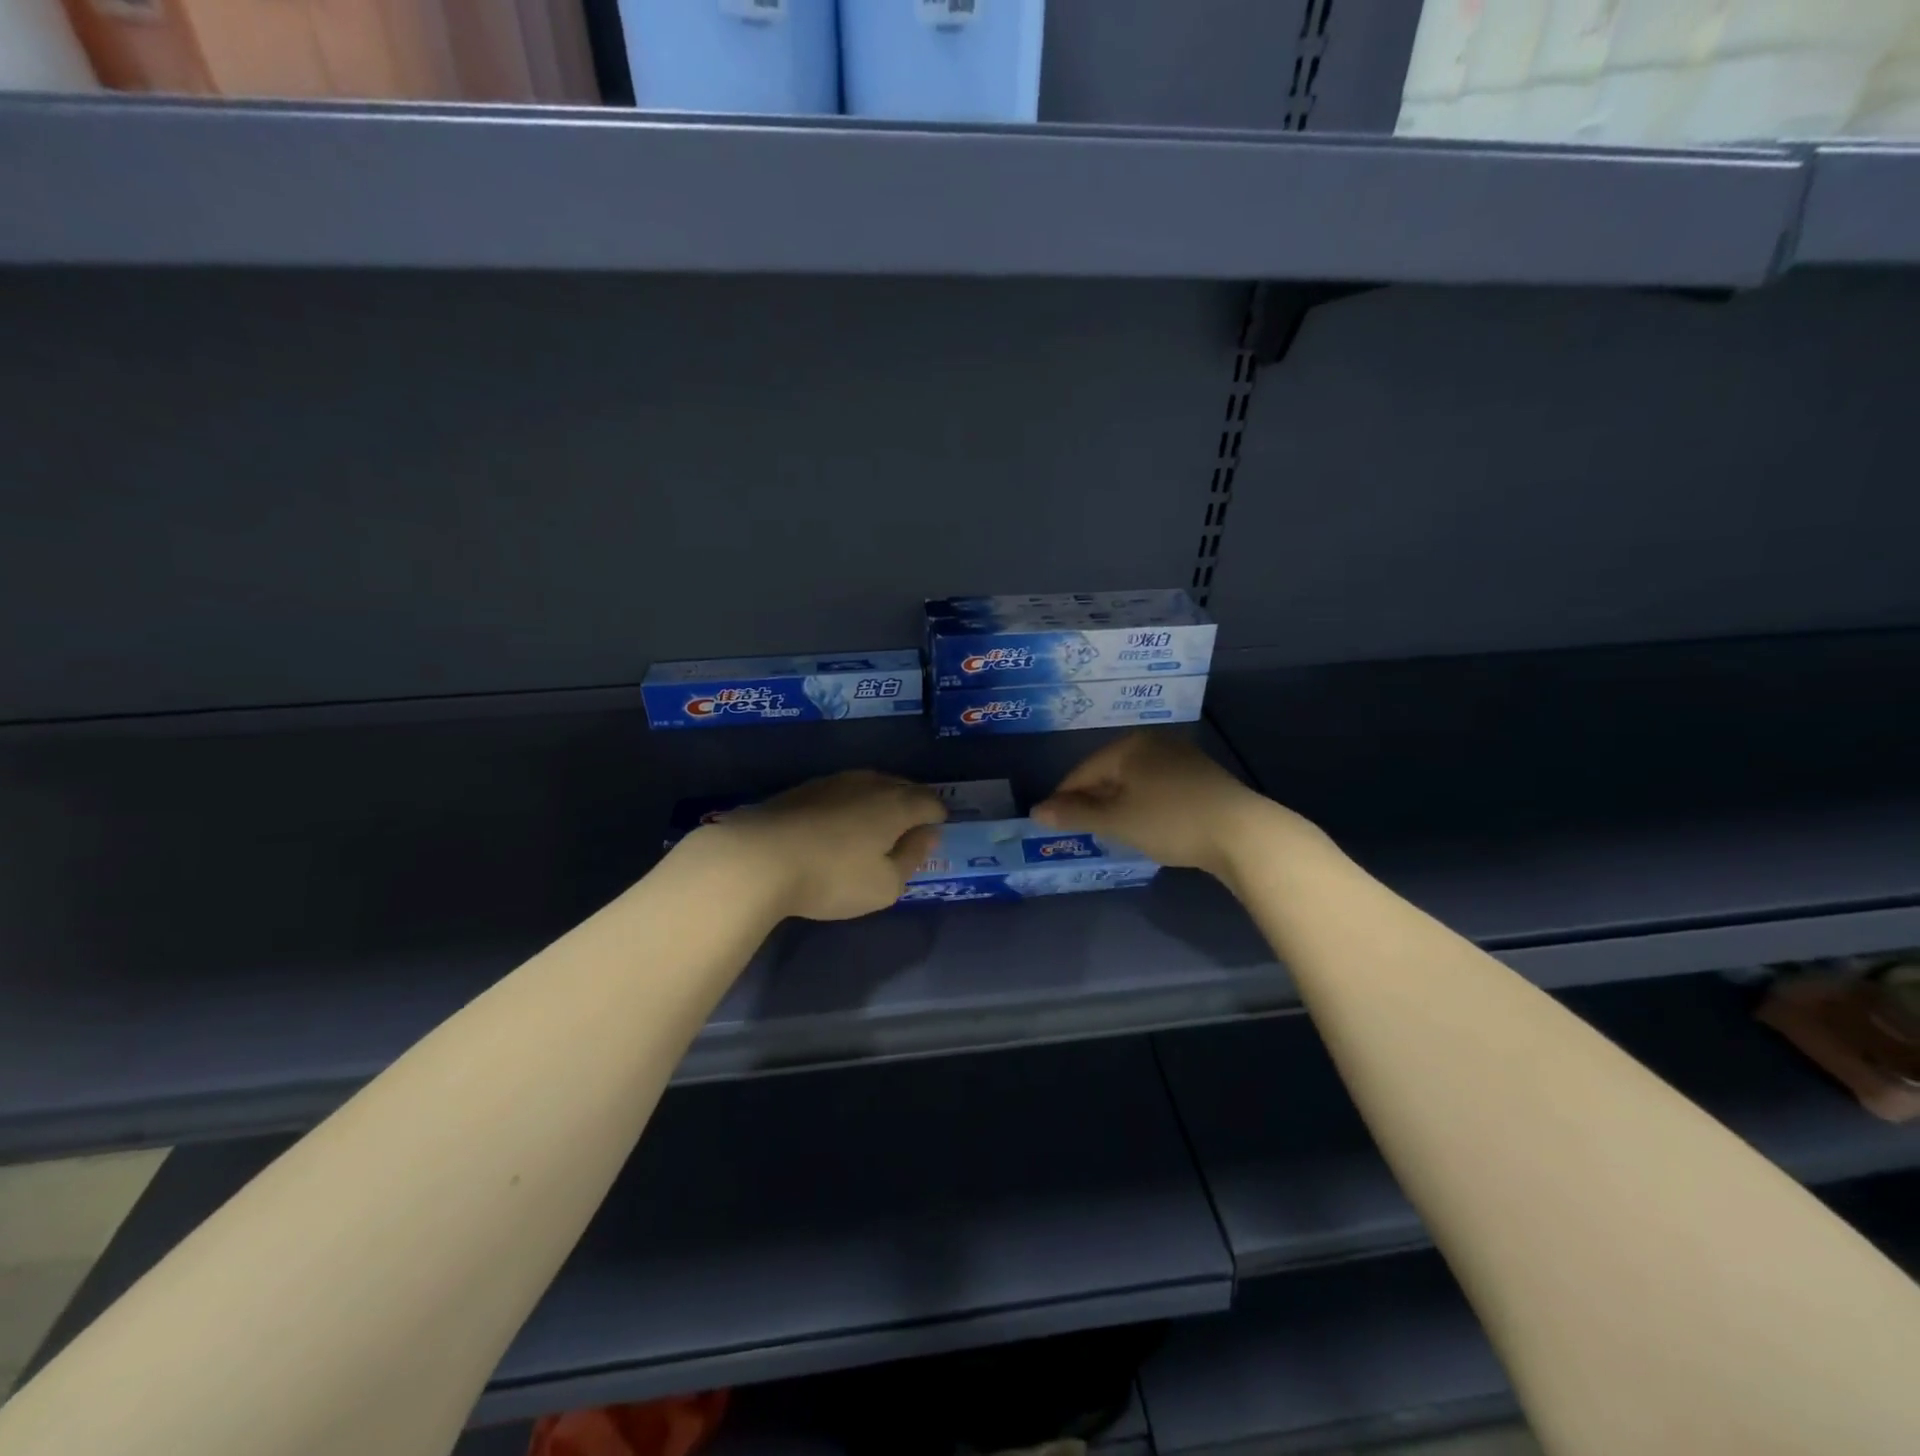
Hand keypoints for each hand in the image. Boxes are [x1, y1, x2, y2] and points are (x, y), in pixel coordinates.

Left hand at [700, 770, 947, 921]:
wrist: (758, 858)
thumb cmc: (832, 877)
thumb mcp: (885, 885)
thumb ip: (912, 858)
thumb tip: (927, 835)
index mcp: (897, 805)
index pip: (930, 802)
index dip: (937, 818)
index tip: (933, 836)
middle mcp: (870, 784)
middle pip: (903, 787)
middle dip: (911, 805)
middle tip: (908, 831)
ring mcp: (834, 781)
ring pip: (870, 784)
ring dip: (879, 801)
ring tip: (874, 827)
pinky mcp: (804, 789)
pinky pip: (842, 791)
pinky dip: (850, 804)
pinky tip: (838, 824)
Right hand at [1031, 732, 1271, 879]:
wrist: (1241, 833)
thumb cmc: (1170, 821)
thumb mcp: (1116, 821)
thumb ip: (1074, 815)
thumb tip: (1035, 811)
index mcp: (1128, 746)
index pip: (1083, 771)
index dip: (1064, 797)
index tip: (1052, 822)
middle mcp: (1153, 742)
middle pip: (1109, 771)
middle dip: (1092, 799)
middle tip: (1081, 828)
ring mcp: (1181, 756)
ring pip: (1135, 779)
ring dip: (1118, 802)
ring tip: (1111, 829)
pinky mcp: (1201, 775)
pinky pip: (1157, 785)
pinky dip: (1144, 803)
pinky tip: (1146, 823)